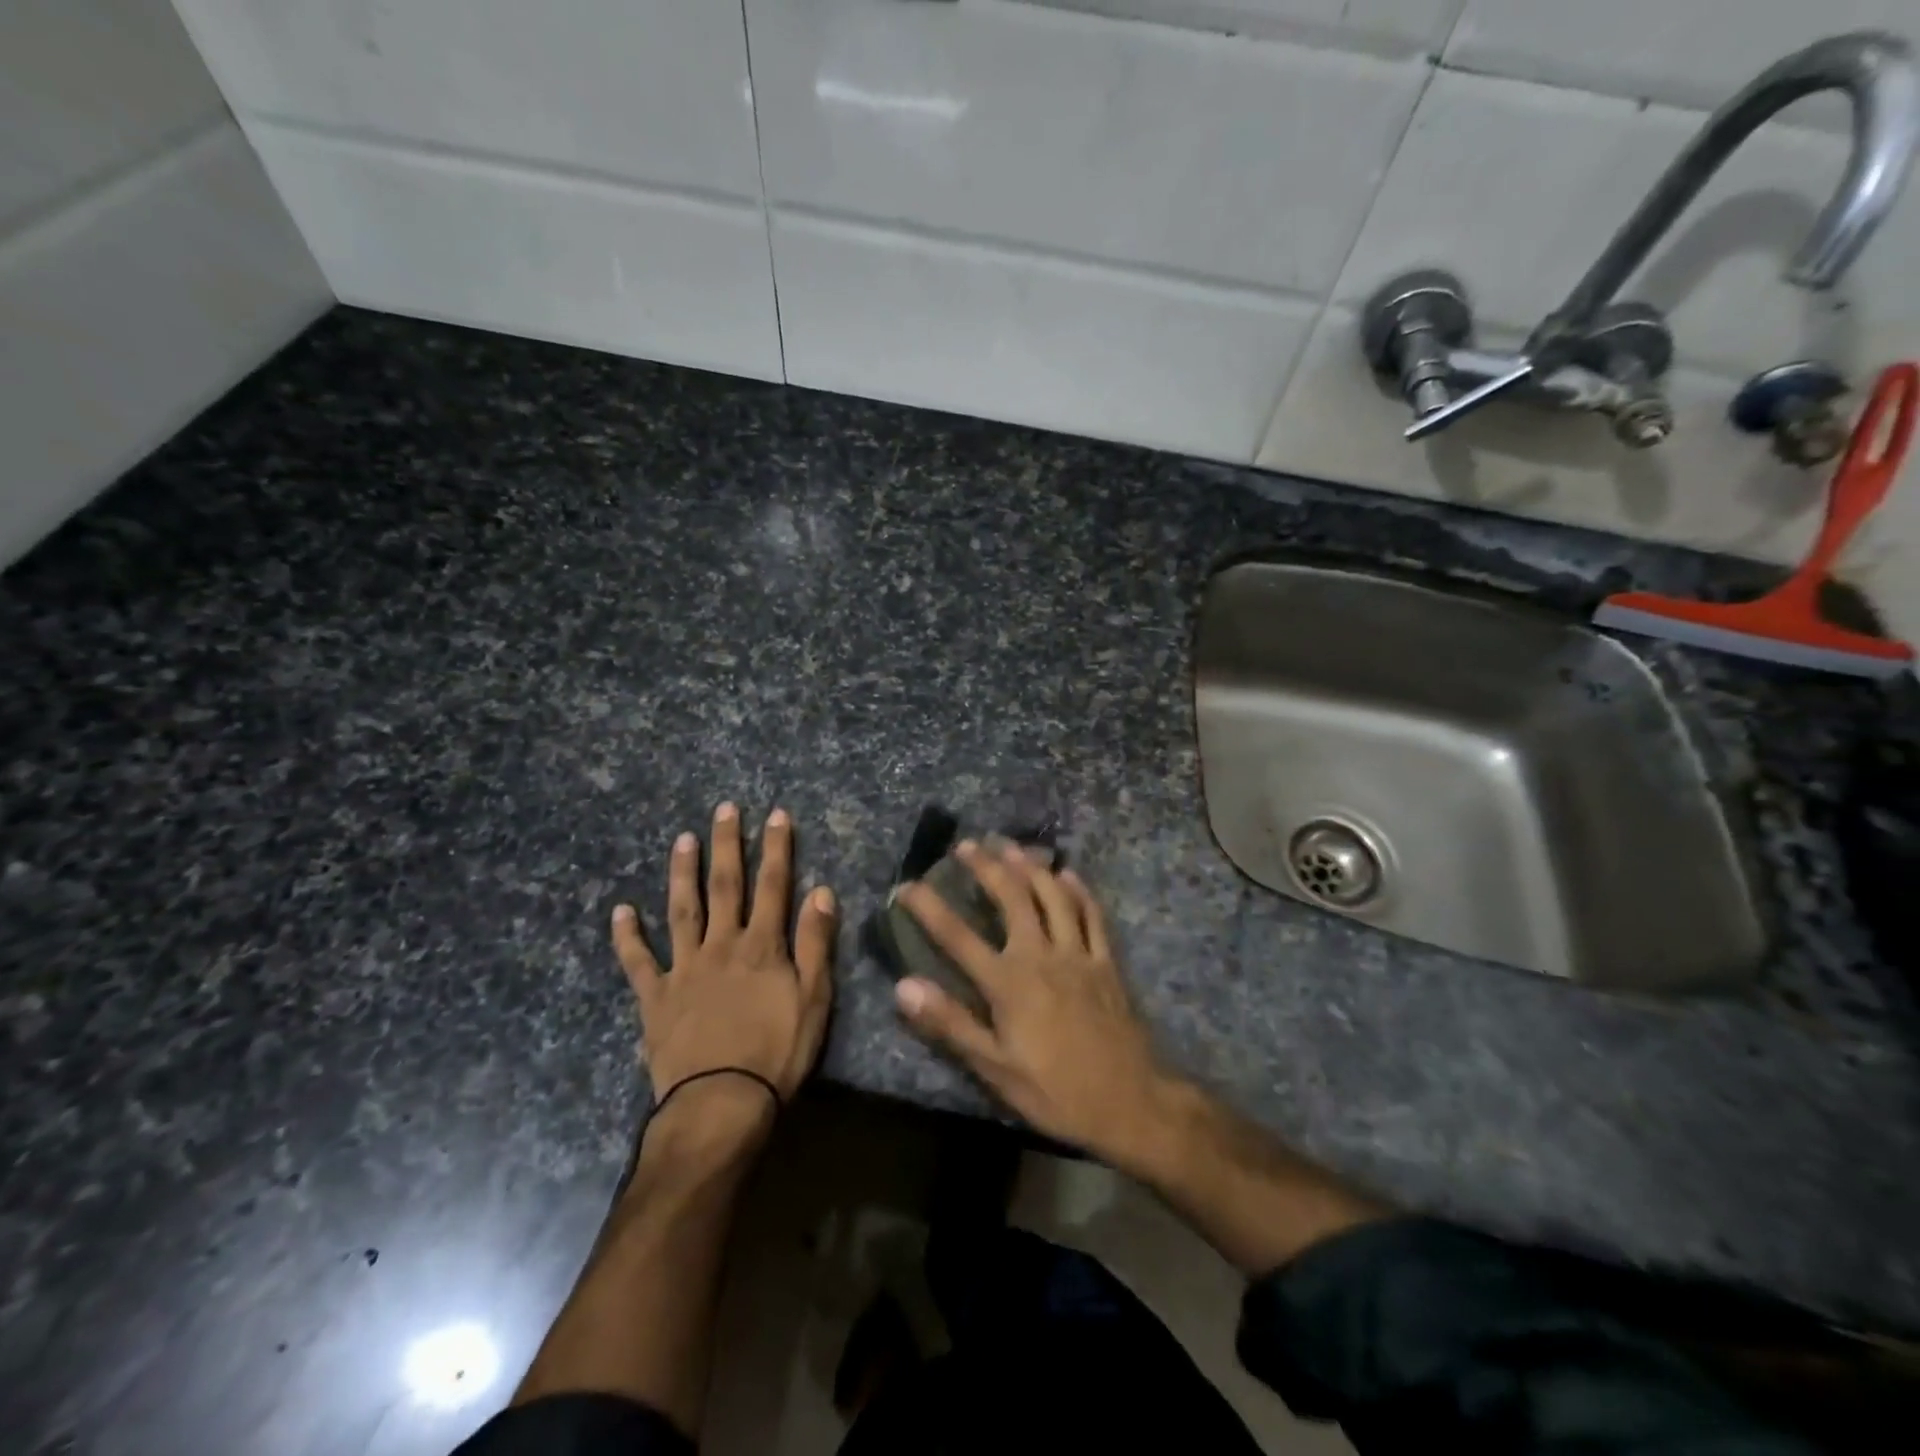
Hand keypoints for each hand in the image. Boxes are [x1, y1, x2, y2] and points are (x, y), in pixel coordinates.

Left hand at [613, 804, 837, 1112]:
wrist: (721, 1104)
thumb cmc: (777, 1052)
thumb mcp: (815, 998)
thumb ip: (816, 943)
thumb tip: (821, 891)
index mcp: (762, 945)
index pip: (773, 885)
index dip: (776, 848)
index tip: (776, 814)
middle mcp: (721, 945)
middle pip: (725, 886)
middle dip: (727, 844)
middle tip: (724, 809)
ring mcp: (684, 968)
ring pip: (682, 911)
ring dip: (682, 873)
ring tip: (682, 839)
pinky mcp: (655, 997)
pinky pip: (638, 962)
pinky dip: (627, 936)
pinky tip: (620, 911)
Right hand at [895, 841, 1174, 1165]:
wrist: (1130, 1103)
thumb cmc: (1055, 1091)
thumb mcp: (995, 1069)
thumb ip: (950, 1024)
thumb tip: (903, 986)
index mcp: (1008, 983)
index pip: (957, 936)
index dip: (929, 907)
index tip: (907, 885)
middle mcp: (1041, 955)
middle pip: (1011, 897)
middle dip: (987, 866)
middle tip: (967, 845)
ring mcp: (1078, 954)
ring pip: (1053, 895)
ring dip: (1030, 867)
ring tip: (1011, 847)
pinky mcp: (1106, 962)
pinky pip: (1093, 914)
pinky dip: (1079, 890)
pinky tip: (1068, 874)